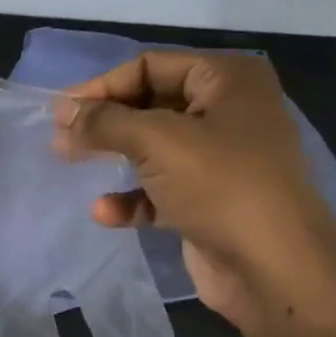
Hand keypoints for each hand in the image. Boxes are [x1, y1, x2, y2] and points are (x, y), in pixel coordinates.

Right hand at [54, 50, 335, 327]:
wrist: (275, 270)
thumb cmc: (220, 186)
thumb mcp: (156, 141)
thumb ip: (104, 121)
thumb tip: (63, 112)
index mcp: (228, 81)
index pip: (151, 66)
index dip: (103, 85)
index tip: (60, 110)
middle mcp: (228, 112)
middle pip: (149, 105)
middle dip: (104, 122)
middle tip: (60, 136)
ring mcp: (221, 159)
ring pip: (152, 148)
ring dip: (113, 157)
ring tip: (69, 163)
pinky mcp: (210, 201)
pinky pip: (160, 189)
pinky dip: (132, 197)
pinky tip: (106, 213)